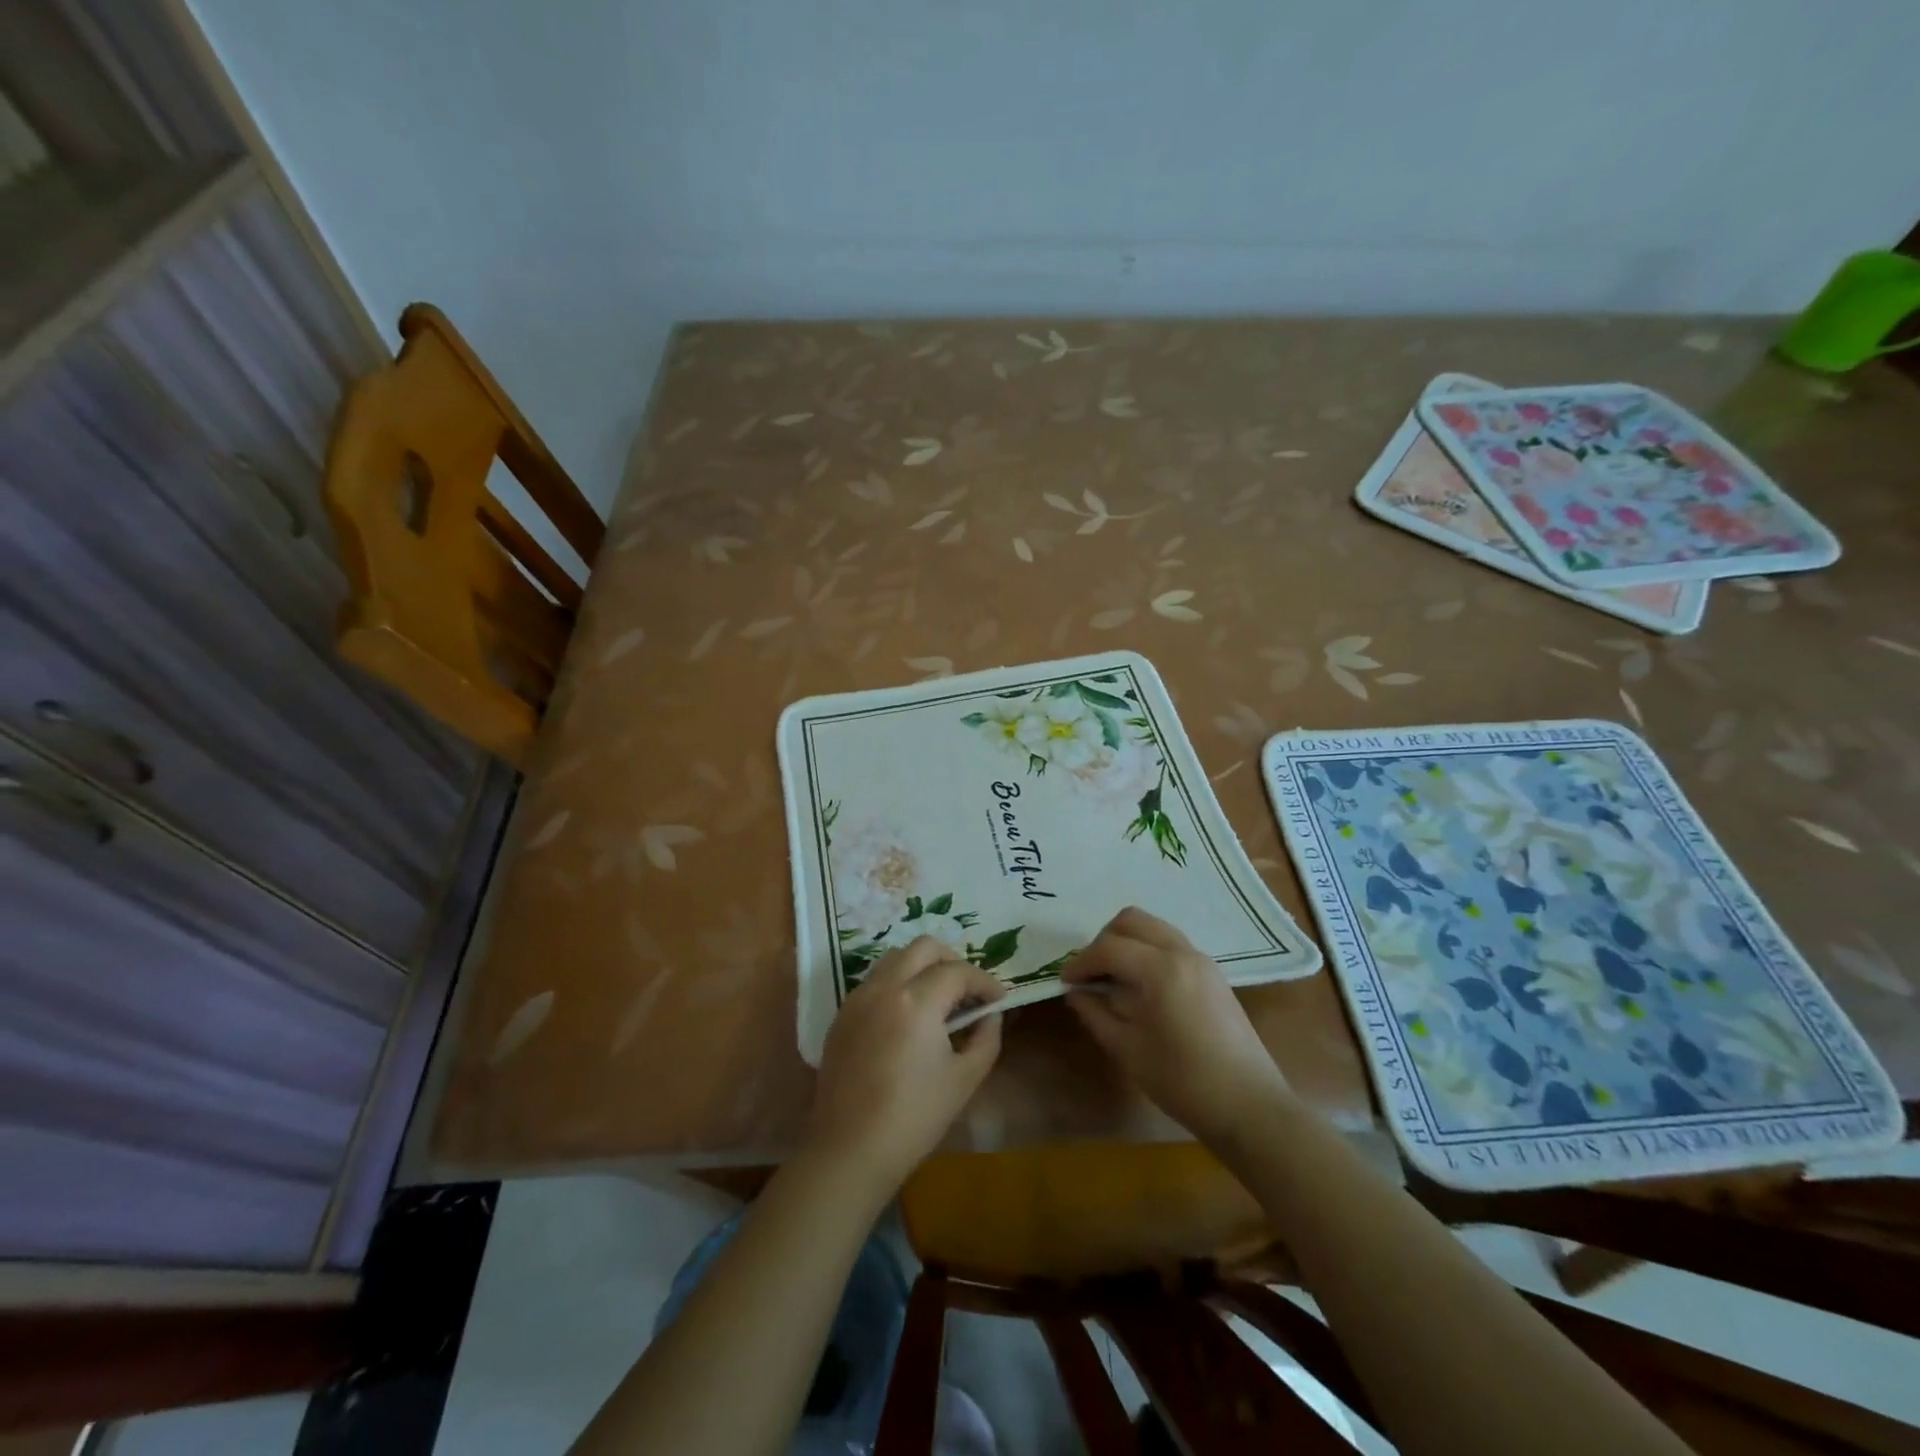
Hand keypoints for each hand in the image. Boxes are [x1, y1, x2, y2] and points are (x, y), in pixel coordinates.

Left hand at [808, 936, 1005, 1193]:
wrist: (850, 1150)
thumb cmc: (914, 1117)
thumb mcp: (964, 1079)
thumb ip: (986, 1038)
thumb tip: (990, 1015)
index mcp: (916, 1001)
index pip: (958, 972)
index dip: (984, 982)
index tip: (998, 1000)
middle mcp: (884, 987)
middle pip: (923, 948)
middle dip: (952, 961)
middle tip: (968, 990)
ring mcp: (857, 998)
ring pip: (894, 958)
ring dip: (921, 968)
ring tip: (938, 999)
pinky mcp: (841, 1015)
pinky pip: (874, 981)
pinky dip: (897, 984)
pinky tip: (908, 1017)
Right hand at [1063, 906, 1292, 1139]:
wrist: (1250, 1106)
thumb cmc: (1183, 1082)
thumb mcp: (1128, 1050)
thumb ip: (1096, 1014)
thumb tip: (1076, 993)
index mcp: (1160, 970)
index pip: (1109, 948)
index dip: (1081, 962)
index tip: (1065, 982)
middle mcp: (1182, 952)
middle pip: (1132, 920)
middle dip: (1104, 941)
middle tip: (1090, 973)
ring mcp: (1201, 960)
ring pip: (1153, 927)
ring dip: (1127, 942)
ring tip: (1113, 977)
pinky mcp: (1212, 973)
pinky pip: (1171, 943)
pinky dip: (1148, 950)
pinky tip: (1140, 986)